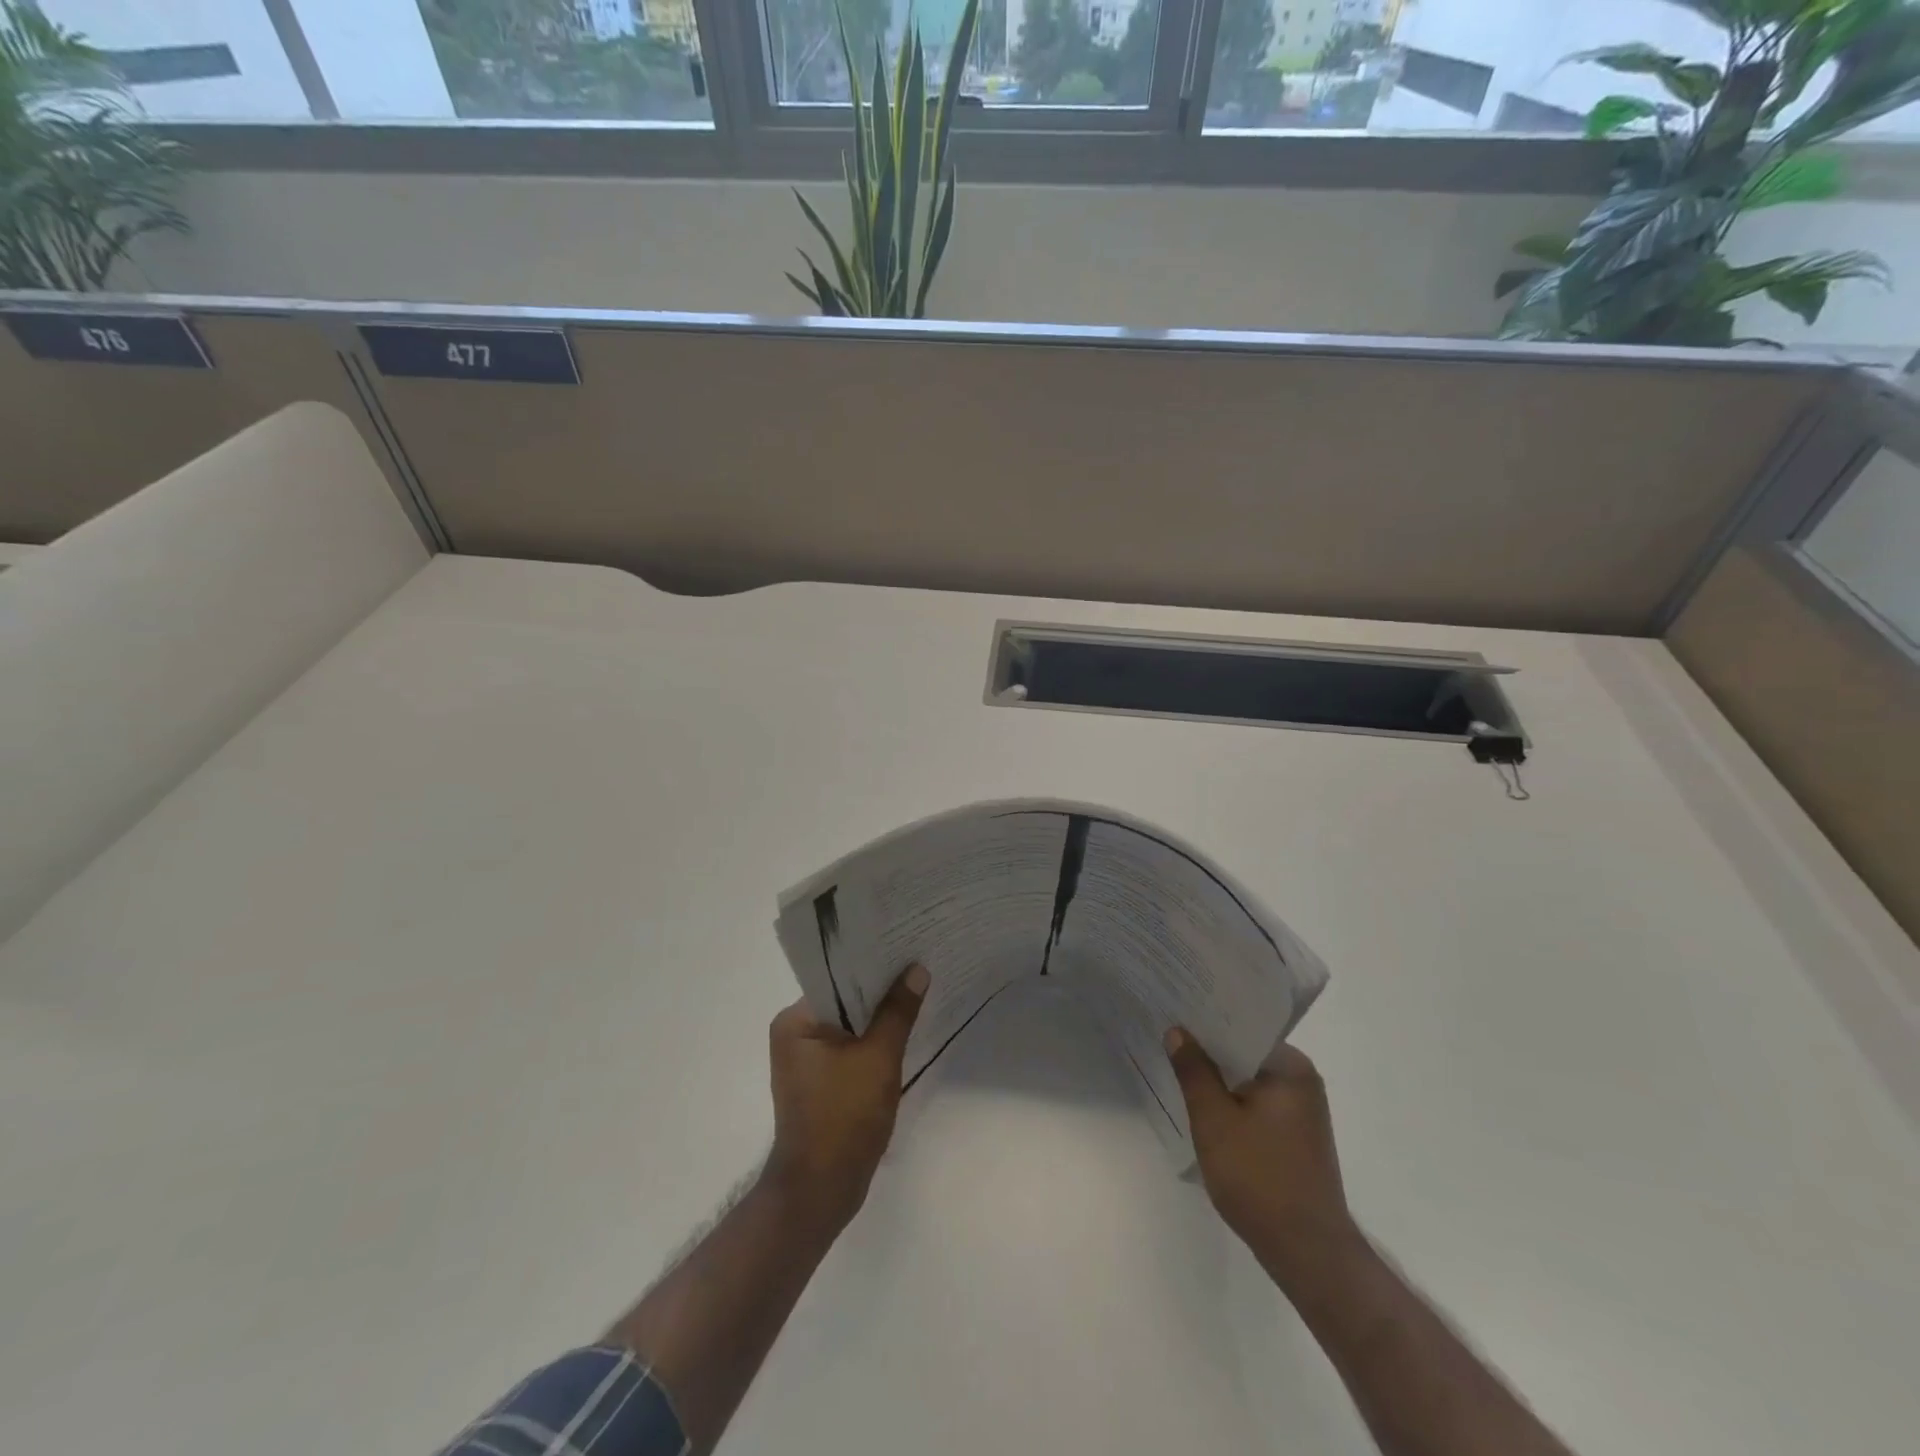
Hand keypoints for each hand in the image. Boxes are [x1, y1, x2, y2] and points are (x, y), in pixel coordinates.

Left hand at [763, 963, 928, 1236]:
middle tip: (919, 966)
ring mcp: (805, 1061)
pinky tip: (903, 1034)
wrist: (820, 1192)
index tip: (906, 947)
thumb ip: (898, 1011)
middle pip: (844, 1000)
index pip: (837, 978)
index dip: (873, 963)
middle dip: (880, 990)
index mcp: (795, 1021)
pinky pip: (850, 1049)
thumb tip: (917, 970)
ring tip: (917, 993)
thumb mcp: (878, 1058)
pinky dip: (873, 1043)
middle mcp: (794, 1034)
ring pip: (850, 1026)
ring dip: (879, 1018)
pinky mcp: (820, 1083)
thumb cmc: (844, 1117)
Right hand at [1164, 1029, 1354, 1278]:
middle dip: (1208, 1049)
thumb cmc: (1259, 1177)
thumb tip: (1178, 1031)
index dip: (1204, 1019)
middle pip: (1245, 1053)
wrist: (1307, 1253)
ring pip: (1248, 1080)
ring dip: (1218, 1078)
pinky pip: (1256, 1103)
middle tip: (1167, 1036)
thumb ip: (1194, 1071)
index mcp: (1290, 1067)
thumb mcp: (1213, 1119)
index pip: (1241, 1027)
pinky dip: (1231, 1101)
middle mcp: (1302, 1081)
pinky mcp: (1296, 1137)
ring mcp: (1302, 1111)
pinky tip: (1202, 1106)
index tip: (1173, 1010)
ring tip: (1177, 1065)